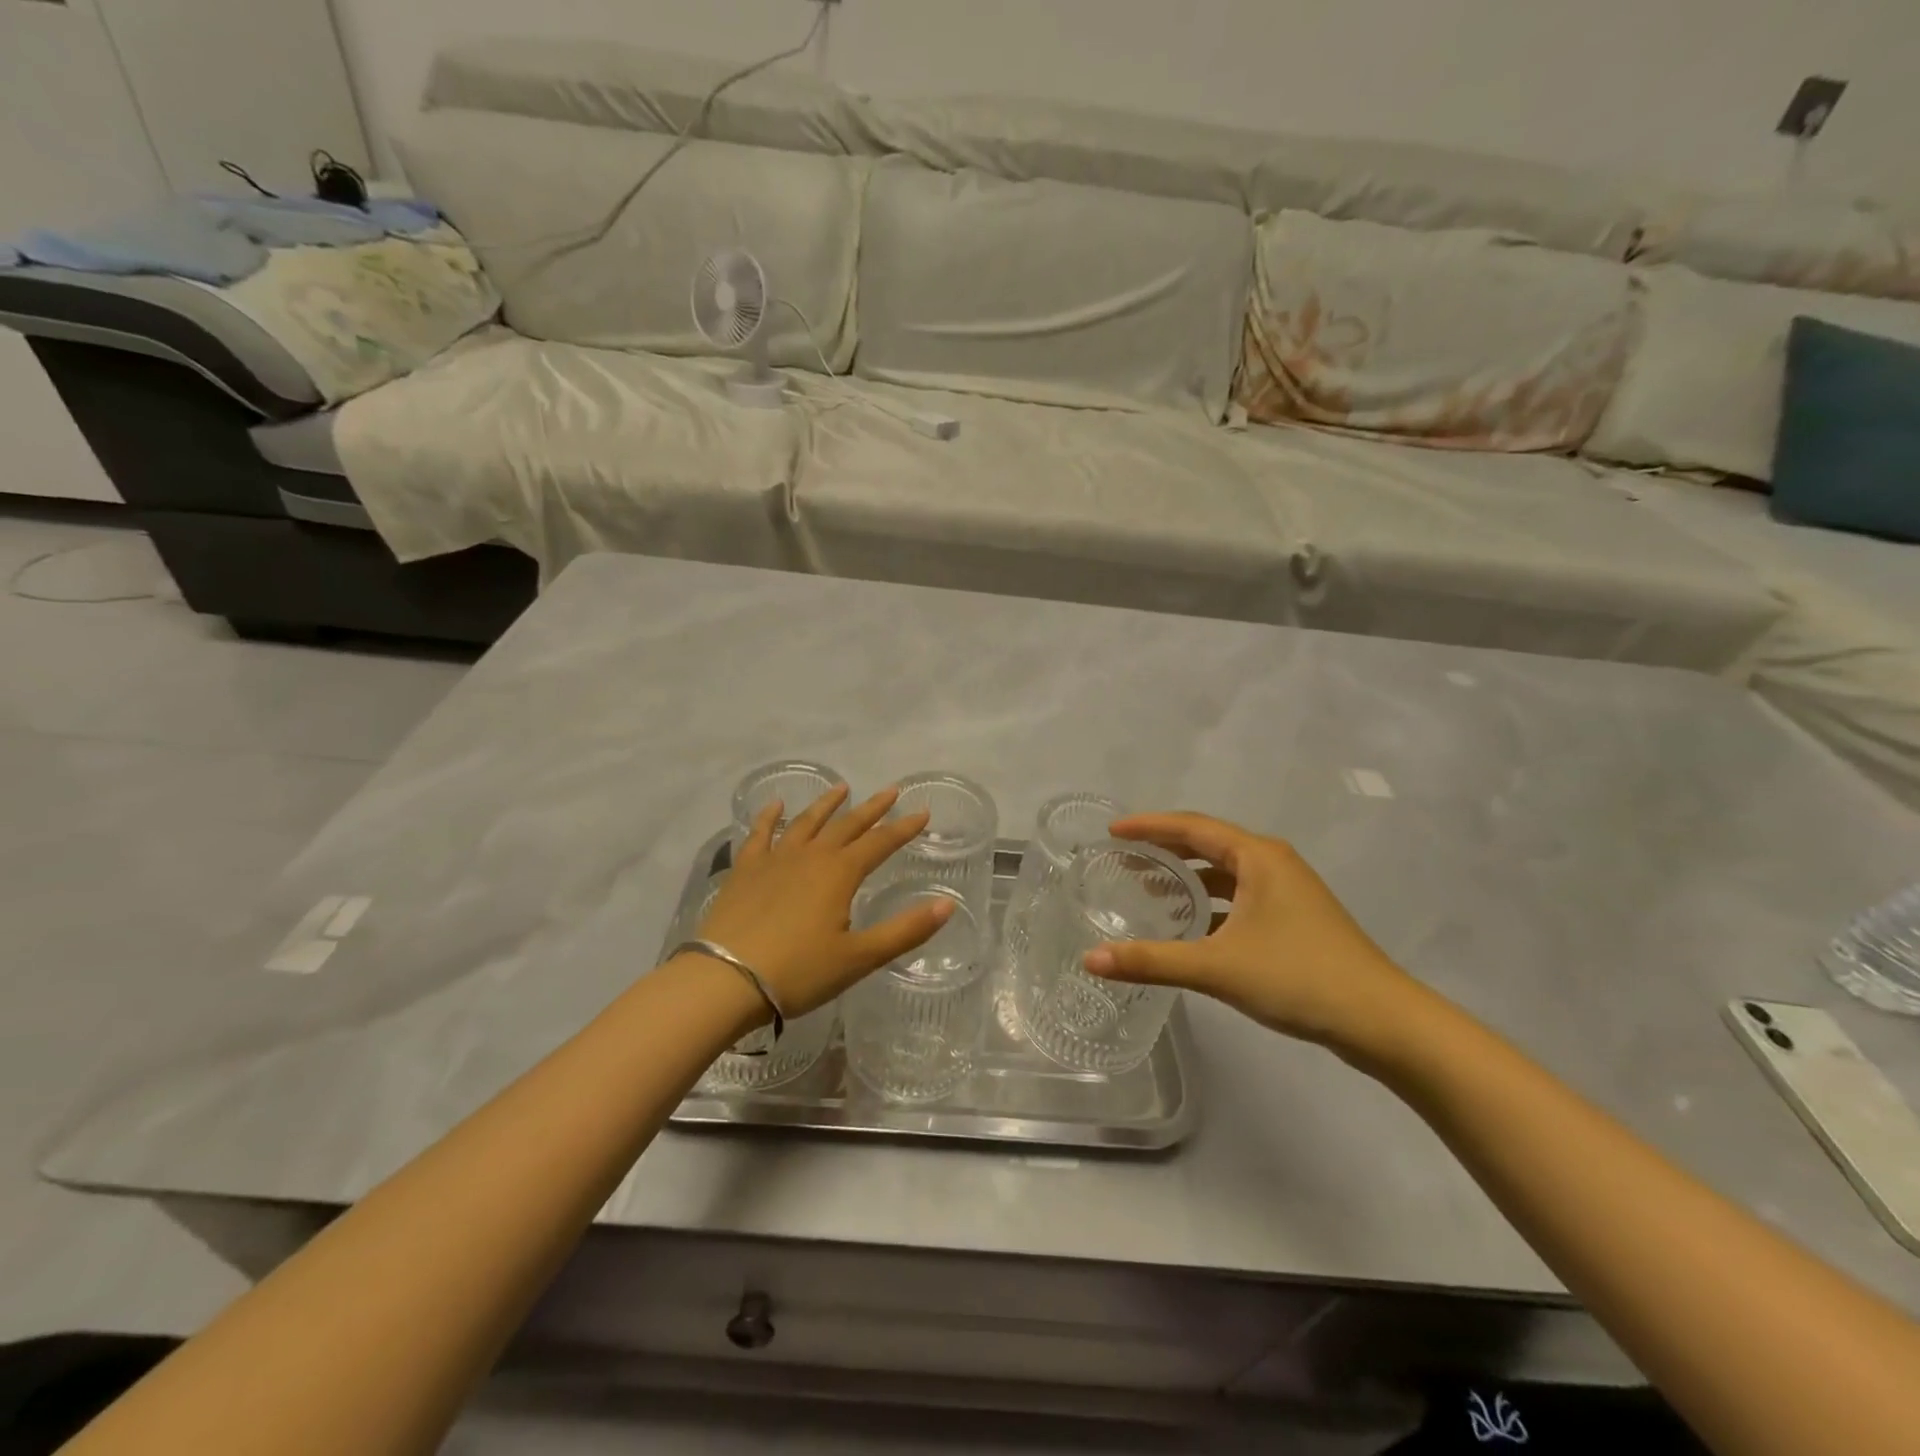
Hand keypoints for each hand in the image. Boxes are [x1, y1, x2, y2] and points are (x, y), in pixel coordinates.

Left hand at [695, 785, 953, 1017]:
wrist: (726, 980)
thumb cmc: (799, 972)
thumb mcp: (860, 957)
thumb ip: (905, 930)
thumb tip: (948, 904)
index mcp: (840, 873)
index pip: (880, 843)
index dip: (903, 828)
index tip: (922, 812)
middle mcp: (810, 856)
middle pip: (847, 825)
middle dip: (872, 809)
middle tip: (890, 791)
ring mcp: (774, 859)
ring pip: (806, 823)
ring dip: (826, 805)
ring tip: (841, 788)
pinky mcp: (745, 870)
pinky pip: (759, 834)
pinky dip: (769, 817)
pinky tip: (775, 805)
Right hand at [1082, 812, 1415, 1051]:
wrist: (1382, 1021)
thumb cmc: (1298, 978)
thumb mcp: (1217, 967)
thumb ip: (1151, 960)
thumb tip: (1090, 960)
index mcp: (1258, 857)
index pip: (1191, 827)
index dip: (1148, 826)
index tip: (1111, 831)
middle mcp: (1273, 863)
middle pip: (1207, 844)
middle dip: (1164, 849)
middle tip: (1122, 857)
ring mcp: (1288, 891)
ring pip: (1225, 872)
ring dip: (1187, 877)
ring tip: (1147, 888)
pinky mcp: (1294, 918)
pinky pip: (1239, 896)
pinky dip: (1209, 902)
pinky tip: (1190, 925)